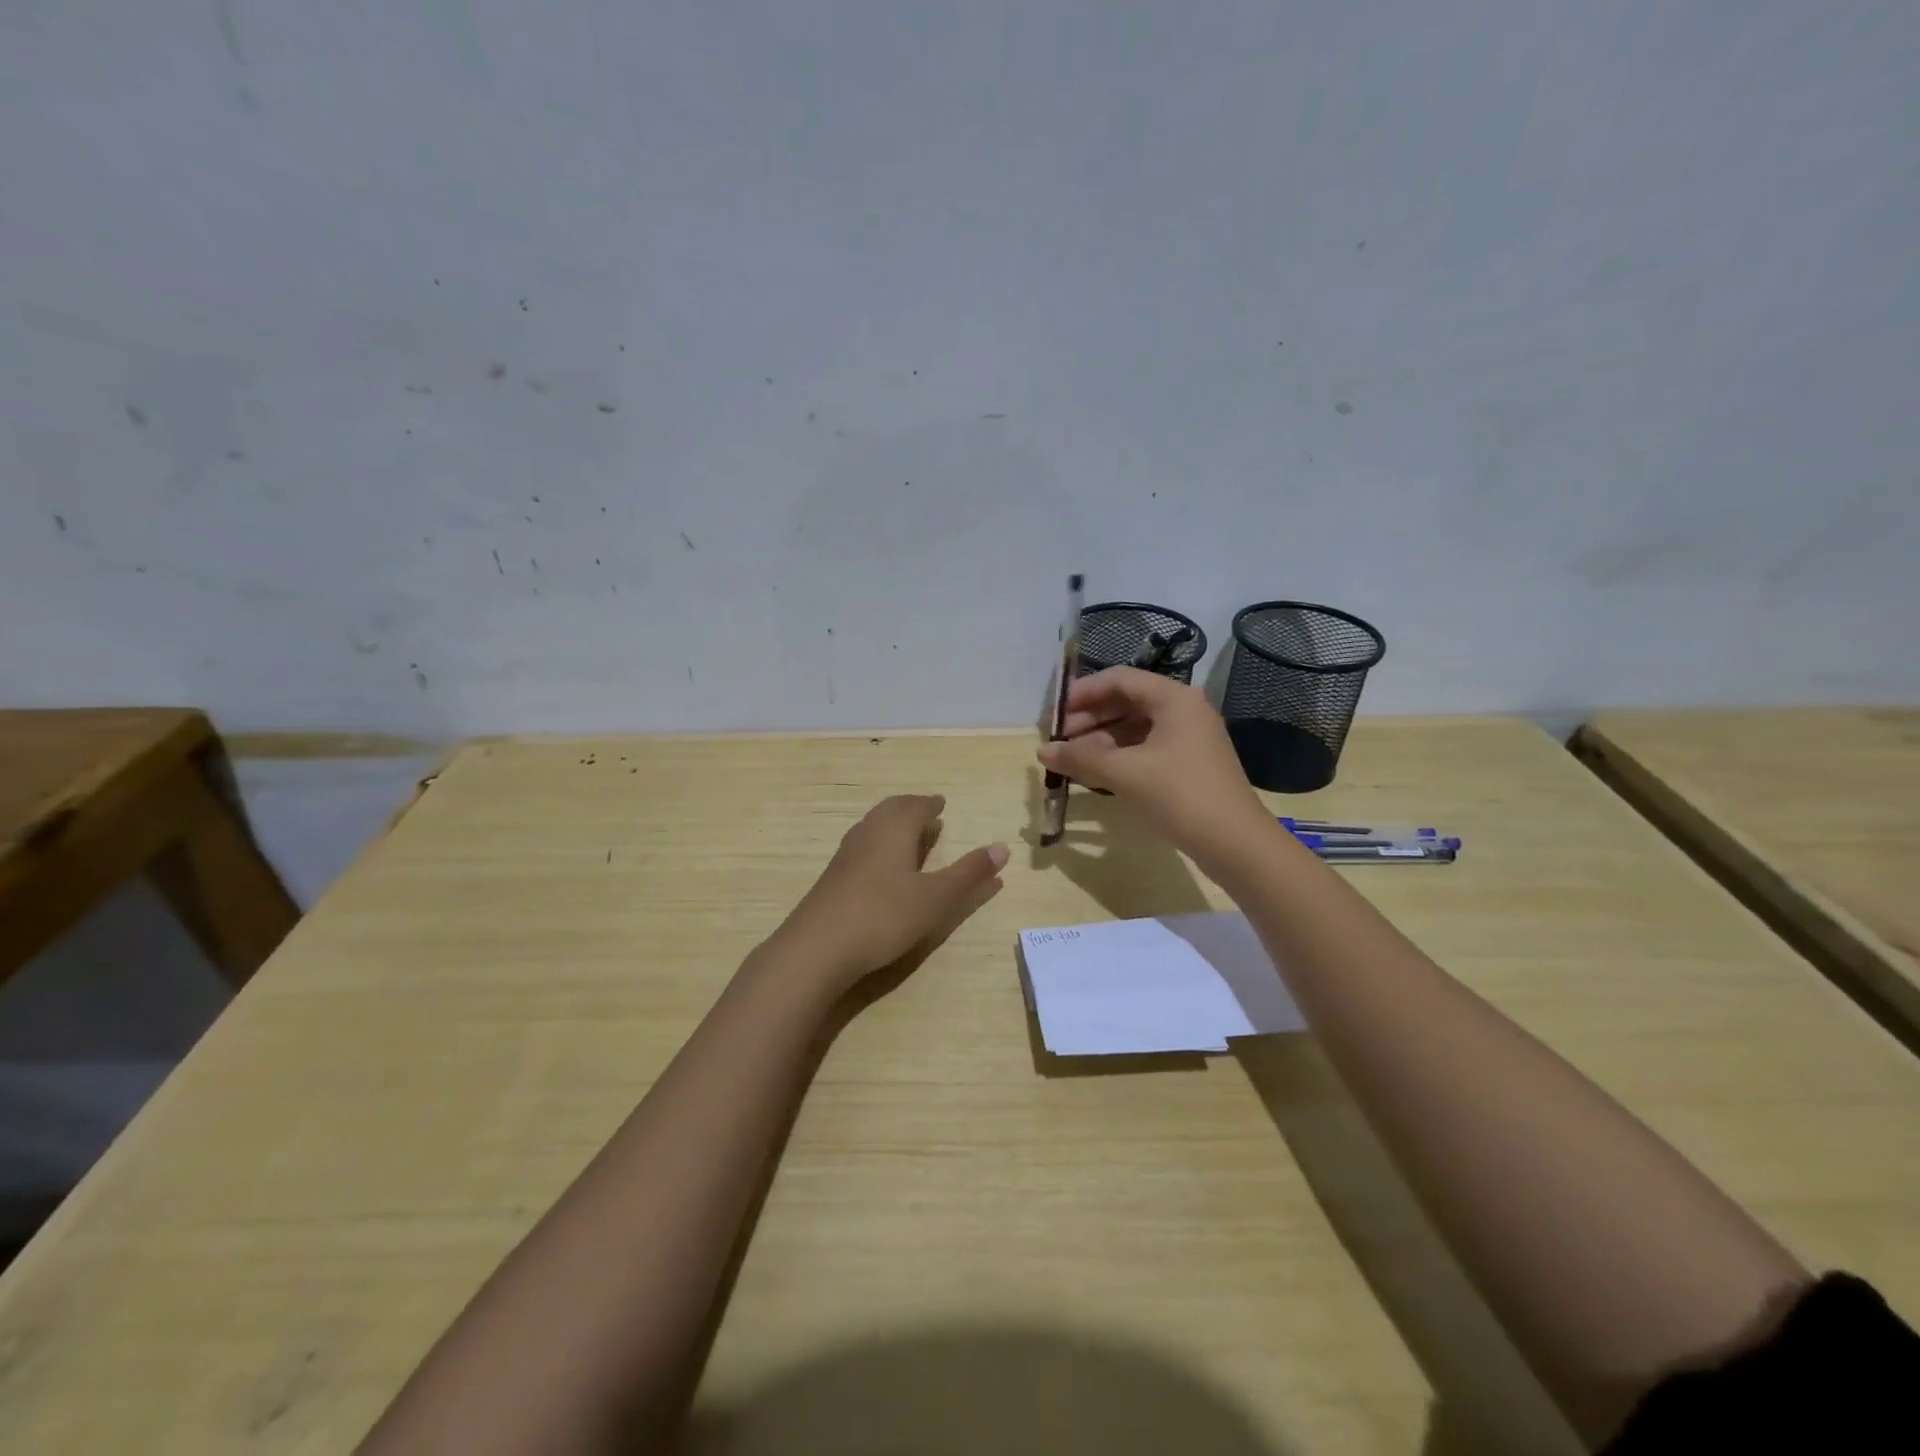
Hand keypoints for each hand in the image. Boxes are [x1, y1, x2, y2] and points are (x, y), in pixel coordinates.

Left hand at [765, 795, 1007, 993]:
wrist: (818, 948)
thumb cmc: (884, 916)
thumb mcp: (936, 898)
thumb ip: (969, 874)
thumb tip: (1003, 847)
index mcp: (894, 829)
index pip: (915, 806)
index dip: (930, 804)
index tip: (941, 804)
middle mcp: (868, 832)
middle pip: (891, 810)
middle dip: (910, 809)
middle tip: (927, 814)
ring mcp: (846, 854)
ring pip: (872, 827)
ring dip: (893, 826)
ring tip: (908, 837)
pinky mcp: (833, 877)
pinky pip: (861, 846)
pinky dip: (878, 845)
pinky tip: (880, 867)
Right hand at [1037, 667, 1270, 863]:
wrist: (1235, 844)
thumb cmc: (1180, 795)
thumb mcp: (1125, 773)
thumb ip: (1080, 758)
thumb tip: (1042, 751)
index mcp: (1174, 698)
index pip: (1119, 679)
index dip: (1083, 693)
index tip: (1054, 714)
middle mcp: (1183, 710)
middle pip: (1126, 701)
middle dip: (1089, 719)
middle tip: (1058, 741)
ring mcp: (1188, 738)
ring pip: (1134, 728)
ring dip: (1100, 740)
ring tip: (1070, 760)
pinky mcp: (1188, 764)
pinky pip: (1144, 749)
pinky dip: (1118, 757)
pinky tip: (1095, 773)